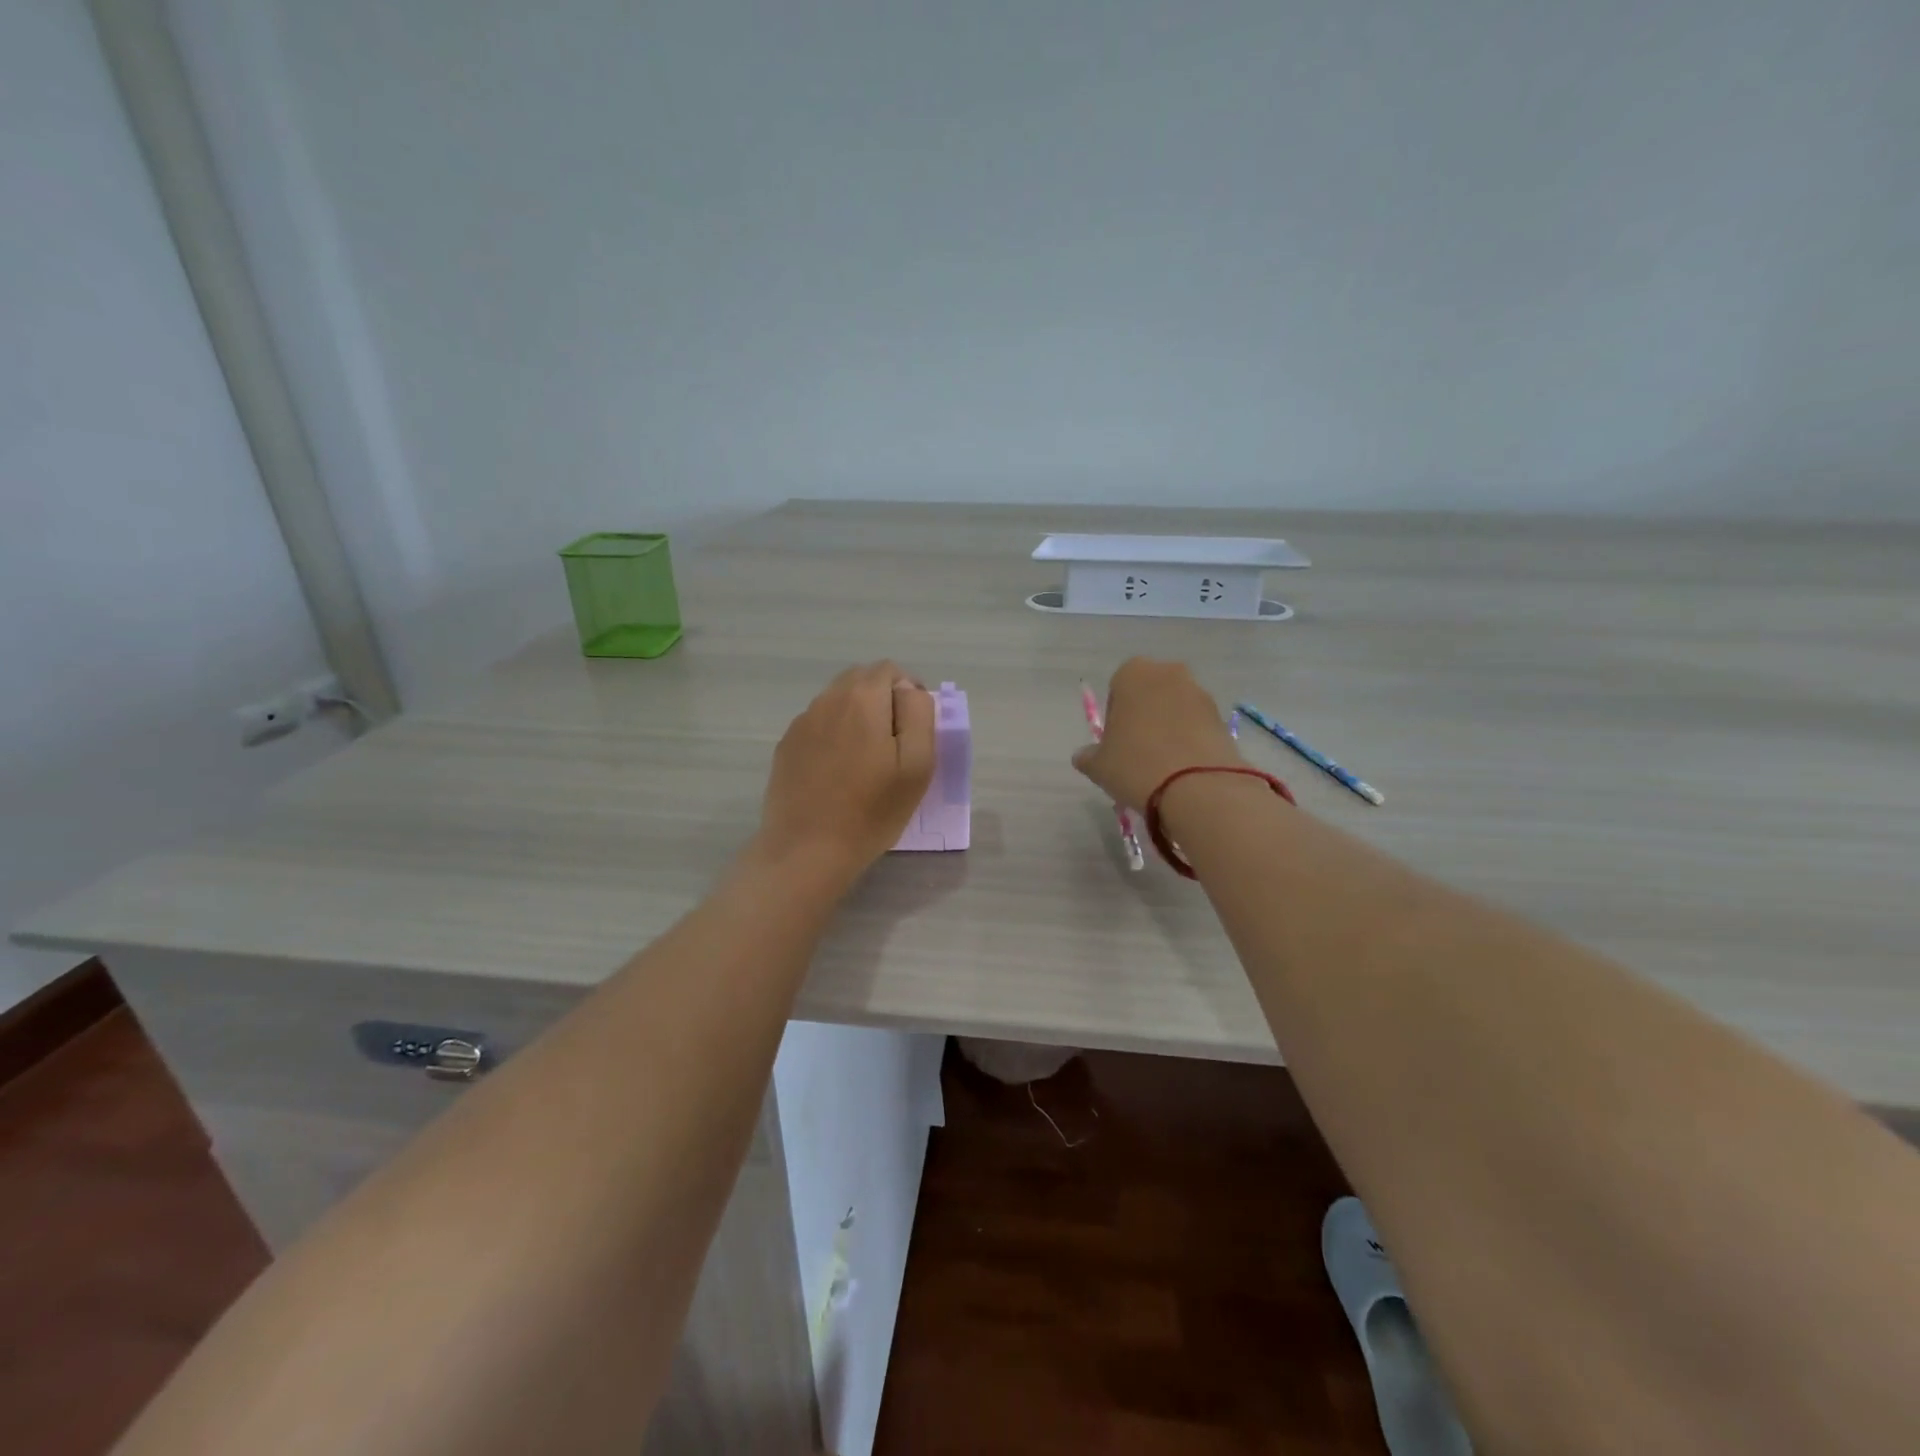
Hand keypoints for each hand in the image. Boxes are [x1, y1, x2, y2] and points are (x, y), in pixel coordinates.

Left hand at [753, 662, 934, 888]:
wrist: (807, 849)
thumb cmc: (872, 810)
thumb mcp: (917, 764)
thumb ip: (919, 714)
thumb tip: (909, 691)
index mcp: (862, 698)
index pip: (890, 670)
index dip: (908, 692)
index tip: (915, 730)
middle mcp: (827, 700)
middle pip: (861, 680)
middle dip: (882, 700)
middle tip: (895, 744)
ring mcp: (801, 722)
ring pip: (838, 701)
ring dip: (857, 716)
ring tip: (866, 760)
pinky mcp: (786, 746)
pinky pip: (818, 725)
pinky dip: (834, 735)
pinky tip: (839, 772)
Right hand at [1072, 658, 1242, 809]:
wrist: (1198, 788)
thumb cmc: (1135, 765)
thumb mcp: (1098, 765)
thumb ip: (1088, 756)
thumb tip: (1084, 756)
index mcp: (1133, 673)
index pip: (1117, 688)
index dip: (1115, 716)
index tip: (1115, 743)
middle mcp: (1169, 673)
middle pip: (1150, 694)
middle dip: (1144, 717)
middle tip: (1137, 752)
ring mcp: (1201, 693)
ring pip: (1176, 708)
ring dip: (1169, 728)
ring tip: (1162, 765)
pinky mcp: (1223, 718)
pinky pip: (1197, 726)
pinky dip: (1190, 741)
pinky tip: (1183, 769)